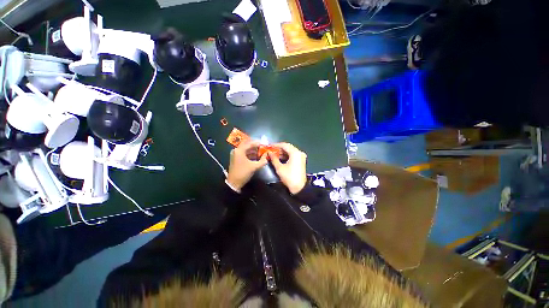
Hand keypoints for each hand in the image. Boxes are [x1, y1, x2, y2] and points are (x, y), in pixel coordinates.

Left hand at [226, 140, 267, 191]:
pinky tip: (257, 157)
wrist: (233, 183)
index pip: (250, 143)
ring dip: (254, 151)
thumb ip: (262, 161)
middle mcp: (237, 150)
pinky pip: (245, 154)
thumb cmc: (243, 173)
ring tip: (262, 152)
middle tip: (263, 147)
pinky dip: (251, 154)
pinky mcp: (236, 159)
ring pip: (246, 150)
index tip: (265, 144)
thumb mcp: (254, 167)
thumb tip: (267, 156)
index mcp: (239, 150)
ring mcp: (236, 155)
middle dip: (256, 146)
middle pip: (248, 145)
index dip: (258, 143)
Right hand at [269, 142, 306, 194]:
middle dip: (278, 149)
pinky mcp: (301, 161)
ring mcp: (301, 156)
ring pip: (290, 151)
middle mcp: (299, 153)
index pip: (284, 145)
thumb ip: (274, 158)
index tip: (269, 146)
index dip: (276, 145)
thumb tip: (269, 153)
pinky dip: (286, 156)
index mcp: (295, 153)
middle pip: (288, 147)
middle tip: (270, 150)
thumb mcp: (279, 168)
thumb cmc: (289, 177)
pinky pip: (293, 155)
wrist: (299, 188)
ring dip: (282, 152)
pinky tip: (279, 158)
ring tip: (273, 154)